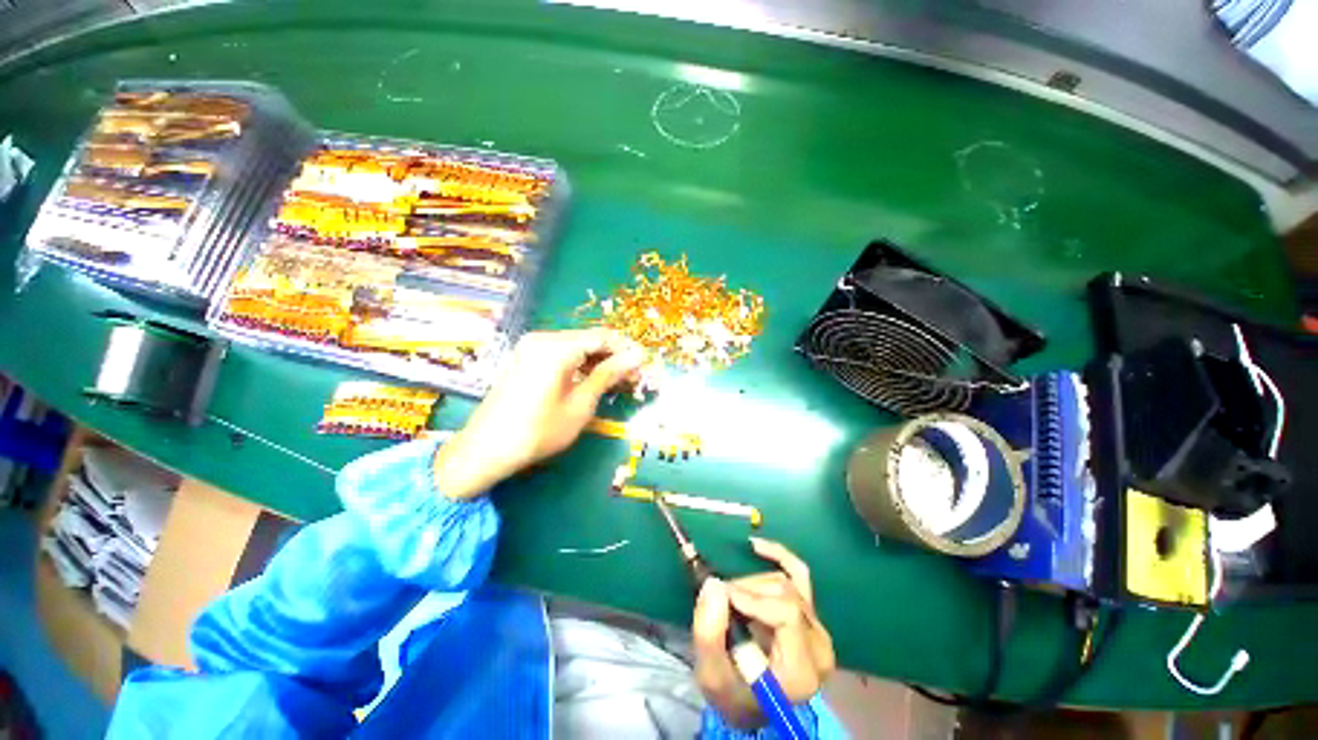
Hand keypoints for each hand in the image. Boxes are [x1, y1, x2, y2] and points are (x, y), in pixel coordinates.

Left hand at [433, 329, 644, 499]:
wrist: (486, 449)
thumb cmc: (539, 430)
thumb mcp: (581, 404)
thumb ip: (609, 374)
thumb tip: (637, 356)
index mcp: (556, 347)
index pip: (603, 337)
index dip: (626, 350)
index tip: (644, 366)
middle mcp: (543, 338)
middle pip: (589, 339)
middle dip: (614, 357)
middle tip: (633, 378)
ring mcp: (531, 346)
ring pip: (577, 346)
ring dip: (599, 361)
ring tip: (617, 382)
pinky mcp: (526, 357)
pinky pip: (562, 354)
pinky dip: (580, 364)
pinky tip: (593, 380)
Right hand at [692, 538, 835, 728]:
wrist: (749, 702)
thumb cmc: (731, 694)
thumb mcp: (711, 675)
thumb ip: (710, 634)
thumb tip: (714, 584)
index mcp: (802, 670)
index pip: (786, 613)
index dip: (751, 597)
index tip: (722, 597)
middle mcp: (818, 646)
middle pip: (784, 593)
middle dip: (745, 591)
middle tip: (720, 603)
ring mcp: (816, 626)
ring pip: (783, 581)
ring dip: (750, 584)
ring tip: (731, 602)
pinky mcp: (809, 611)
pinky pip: (798, 572)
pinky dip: (778, 554)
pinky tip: (755, 546)